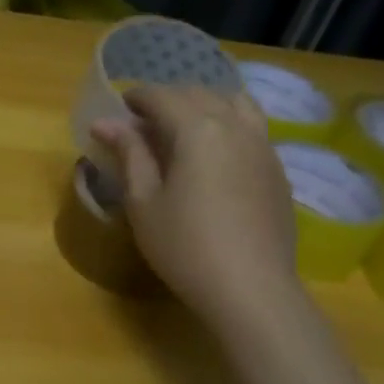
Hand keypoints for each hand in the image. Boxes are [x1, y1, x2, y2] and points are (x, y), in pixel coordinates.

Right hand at [90, 85, 297, 314]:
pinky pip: (252, 128)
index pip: (162, 96)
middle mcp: (235, 126)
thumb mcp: (144, 201)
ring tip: (184, 128)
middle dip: (168, 99)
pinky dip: (229, 124)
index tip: (119, 108)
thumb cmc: (185, 246)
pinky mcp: (278, 170)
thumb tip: (106, 123)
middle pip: (199, 94)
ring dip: (204, 105)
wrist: (251, 289)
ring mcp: (263, 147)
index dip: (137, 97)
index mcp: (198, 129)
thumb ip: (129, 154)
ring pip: (235, 103)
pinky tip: (215, 154)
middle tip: (144, 122)